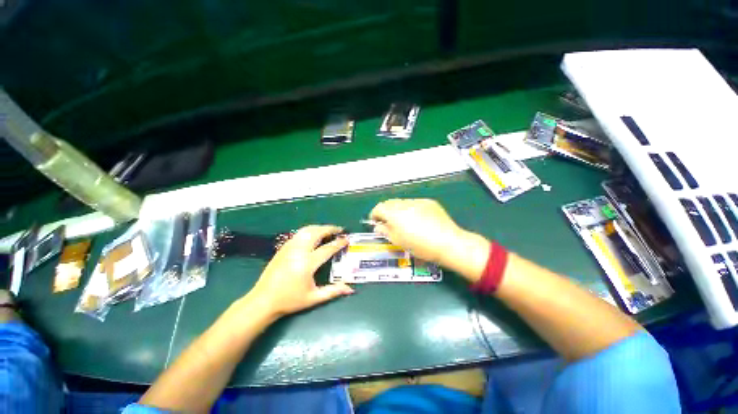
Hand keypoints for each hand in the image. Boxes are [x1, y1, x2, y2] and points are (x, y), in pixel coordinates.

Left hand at [248, 225, 353, 317]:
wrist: (263, 300)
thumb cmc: (290, 300)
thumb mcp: (314, 298)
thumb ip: (333, 291)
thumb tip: (350, 290)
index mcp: (307, 264)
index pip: (327, 248)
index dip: (339, 243)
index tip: (347, 239)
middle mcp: (299, 251)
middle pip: (317, 233)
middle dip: (330, 229)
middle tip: (340, 229)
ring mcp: (289, 247)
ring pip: (307, 230)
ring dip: (320, 228)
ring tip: (328, 230)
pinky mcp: (283, 247)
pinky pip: (299, 234)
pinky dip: (310, 230)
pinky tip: (314, 235)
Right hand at [370, 199, 489, 280]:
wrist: (448, 242)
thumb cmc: (420, 245)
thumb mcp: (398, 241)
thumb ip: (385, 231)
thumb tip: (378, 226)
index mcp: (395, 213)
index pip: (378, 208)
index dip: (374, 215)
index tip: (375, 222)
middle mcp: (405, 204)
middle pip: (389, 203)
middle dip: (385, 211)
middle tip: (388, 223)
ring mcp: (418, 201)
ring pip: (401, 202)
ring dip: (398, 210)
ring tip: (404, 222)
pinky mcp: (429, 202)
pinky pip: (414, 203)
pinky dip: (411, 209)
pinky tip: (418, 220)